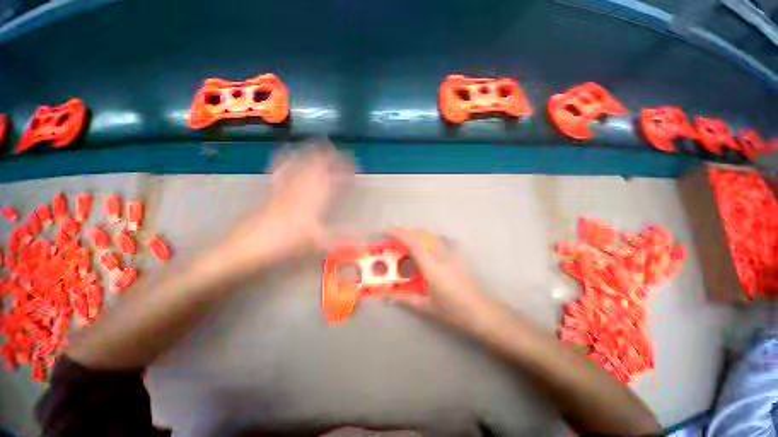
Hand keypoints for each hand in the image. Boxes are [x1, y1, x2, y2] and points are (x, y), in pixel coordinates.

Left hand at [221, 139, 353, 273]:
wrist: (248, 245)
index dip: (345, 169)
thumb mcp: (320, 242)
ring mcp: (285, 186)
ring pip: (299, 163)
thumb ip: (345, 237)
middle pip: (316, 165)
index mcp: (315, 198)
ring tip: (318, 143)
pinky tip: (286, 150)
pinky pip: (280, 168)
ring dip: (310, 152)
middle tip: (338, 148)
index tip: (353, 162)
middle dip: (329, 155)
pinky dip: (286, 158)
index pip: (334, 177)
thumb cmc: (287, 243)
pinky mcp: (271, 189)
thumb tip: (368, 240)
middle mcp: (301, 187)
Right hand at [388, 228, 497, 333]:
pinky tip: (428, 244)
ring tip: (408, 239)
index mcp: (432, 268)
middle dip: (407, 232)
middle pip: (423, 236)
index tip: (388, 230)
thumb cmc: (454, 310)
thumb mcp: (428, 307)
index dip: (400, 234)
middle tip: (395, 236)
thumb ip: (408, 300)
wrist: (481, 310)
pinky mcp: (458, 255)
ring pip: (432, 236)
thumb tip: (390, 298)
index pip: (414, 244)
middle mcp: (441, 256)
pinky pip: (442, 240)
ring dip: (418, 234)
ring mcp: (451, 254)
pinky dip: (431, 238)